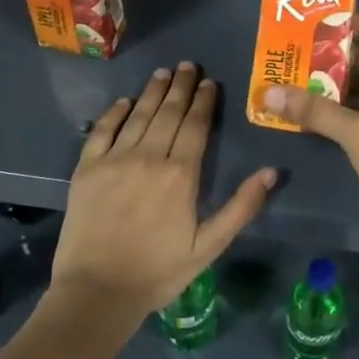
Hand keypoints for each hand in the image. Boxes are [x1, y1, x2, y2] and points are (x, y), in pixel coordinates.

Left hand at [53, 62, 277, 317]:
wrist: (97, 293)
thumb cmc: (159, 271)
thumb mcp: (210, 246)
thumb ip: (242, 206)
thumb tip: (272, 171)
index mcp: (181, 174)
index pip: (195, 125)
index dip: (204, 101)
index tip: (209, 81)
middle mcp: (148, 157)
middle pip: (168, 112)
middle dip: (180, 86)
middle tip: (187, 65)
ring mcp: (114, 160)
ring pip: (138, 115)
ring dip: (152, 91)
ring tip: (163, 73)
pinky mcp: (86, 170)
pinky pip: (101, 131)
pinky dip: (115, 112)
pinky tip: (125, 101)